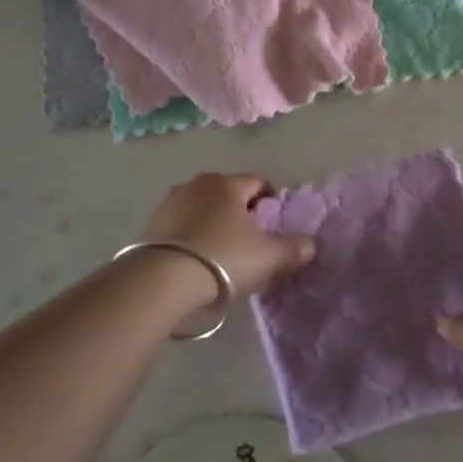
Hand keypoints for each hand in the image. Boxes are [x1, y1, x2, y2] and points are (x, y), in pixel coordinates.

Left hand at [139, 173, 315, 299]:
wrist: (163, 280)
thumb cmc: (224, 259)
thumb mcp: (269, 258)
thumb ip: (294, 249)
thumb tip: (310, 244)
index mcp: (228, 184)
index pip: (258, 182)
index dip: (270, 200)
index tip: (274, 223)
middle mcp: (198, 184)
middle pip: (228, 192)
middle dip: (240, 210)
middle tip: (249, 239)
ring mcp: (171, 201)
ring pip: (202, 206)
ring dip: (213, 221)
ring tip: (220, 250)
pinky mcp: (151, 223)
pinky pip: (181, 223)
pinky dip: (191, 234)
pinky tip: (196, 258)